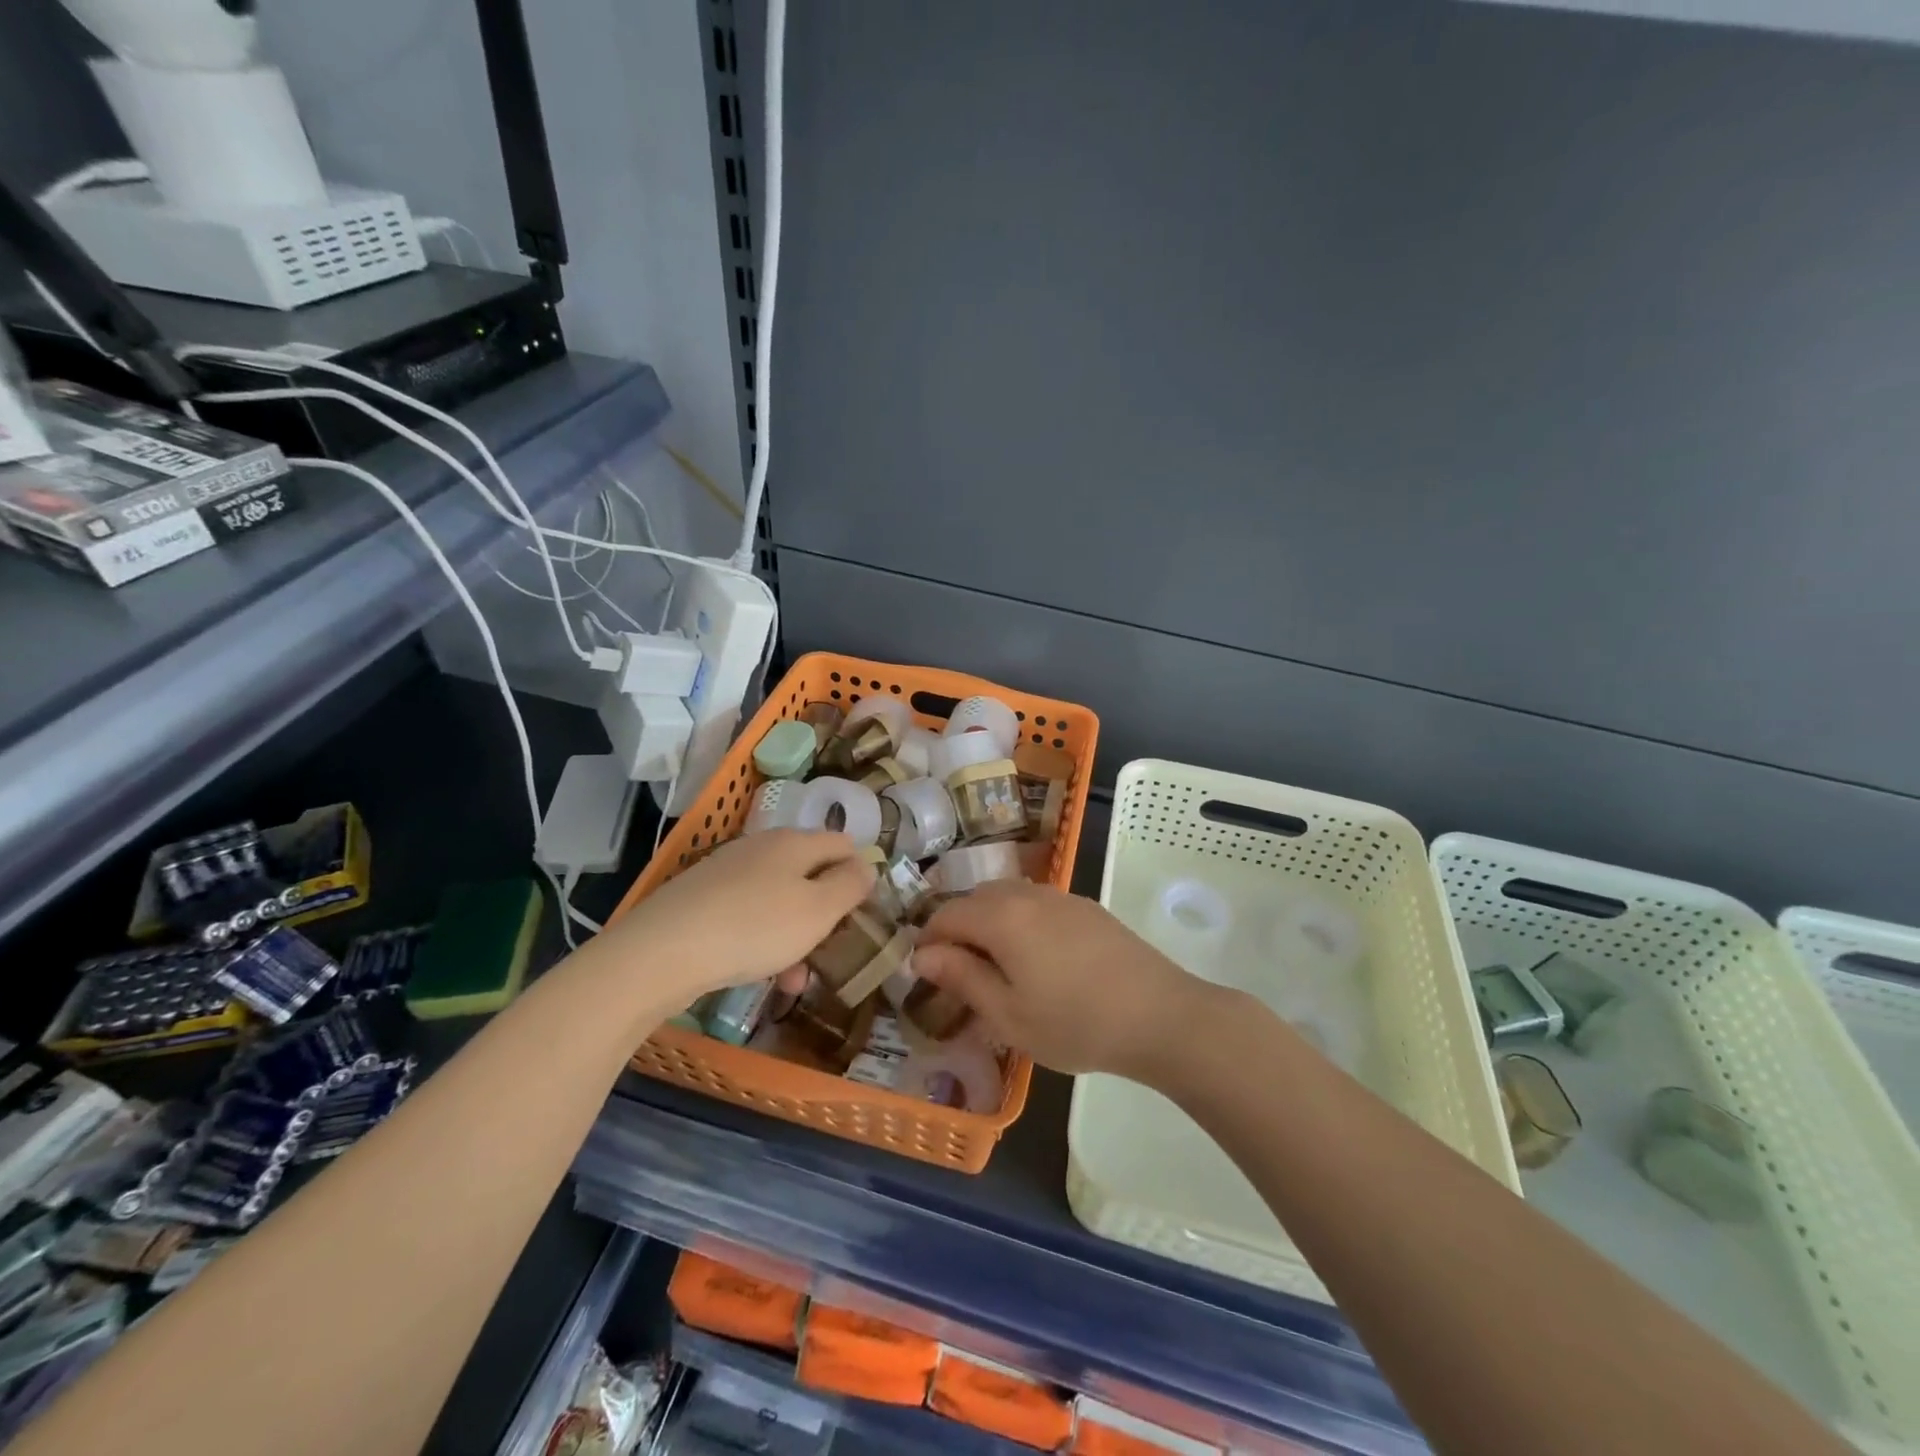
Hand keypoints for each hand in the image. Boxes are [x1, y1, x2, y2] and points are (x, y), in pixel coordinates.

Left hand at [590, 830, 872, 1011]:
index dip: (860, 875)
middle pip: (810, 874)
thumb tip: (865, 866)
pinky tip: (758, 973)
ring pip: (779, 900)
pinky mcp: (701, 898)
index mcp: (794, 841)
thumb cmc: (755, 928)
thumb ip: (850, 885)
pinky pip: (748, 915)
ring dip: (796, 936)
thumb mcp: (818, 910)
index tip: (864, 914)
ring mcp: (727, 872)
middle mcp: (762, 847)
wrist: (661, 952)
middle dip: (825, 914)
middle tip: (831, 952)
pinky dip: (762, 941)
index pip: (844, 844)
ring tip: (795, 980)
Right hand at [914, 881, 1213, 1081]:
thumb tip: (922, 955)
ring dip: (989, 922)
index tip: (924, 973)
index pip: (947, 915)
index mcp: (1001, 917)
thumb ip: (962, 978)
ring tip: (996, 966)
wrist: (1160, 1015)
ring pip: (1008, 897)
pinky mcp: (1086, 907)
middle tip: (959, 973)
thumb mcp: (1008, 1014)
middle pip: (976, 899)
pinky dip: (1020, 920)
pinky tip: (1036, 958)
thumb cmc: (1075, 1023)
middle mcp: (1027, 894)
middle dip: (958, 929)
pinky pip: (1036, 903)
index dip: (928, 941)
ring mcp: (1061, 897)